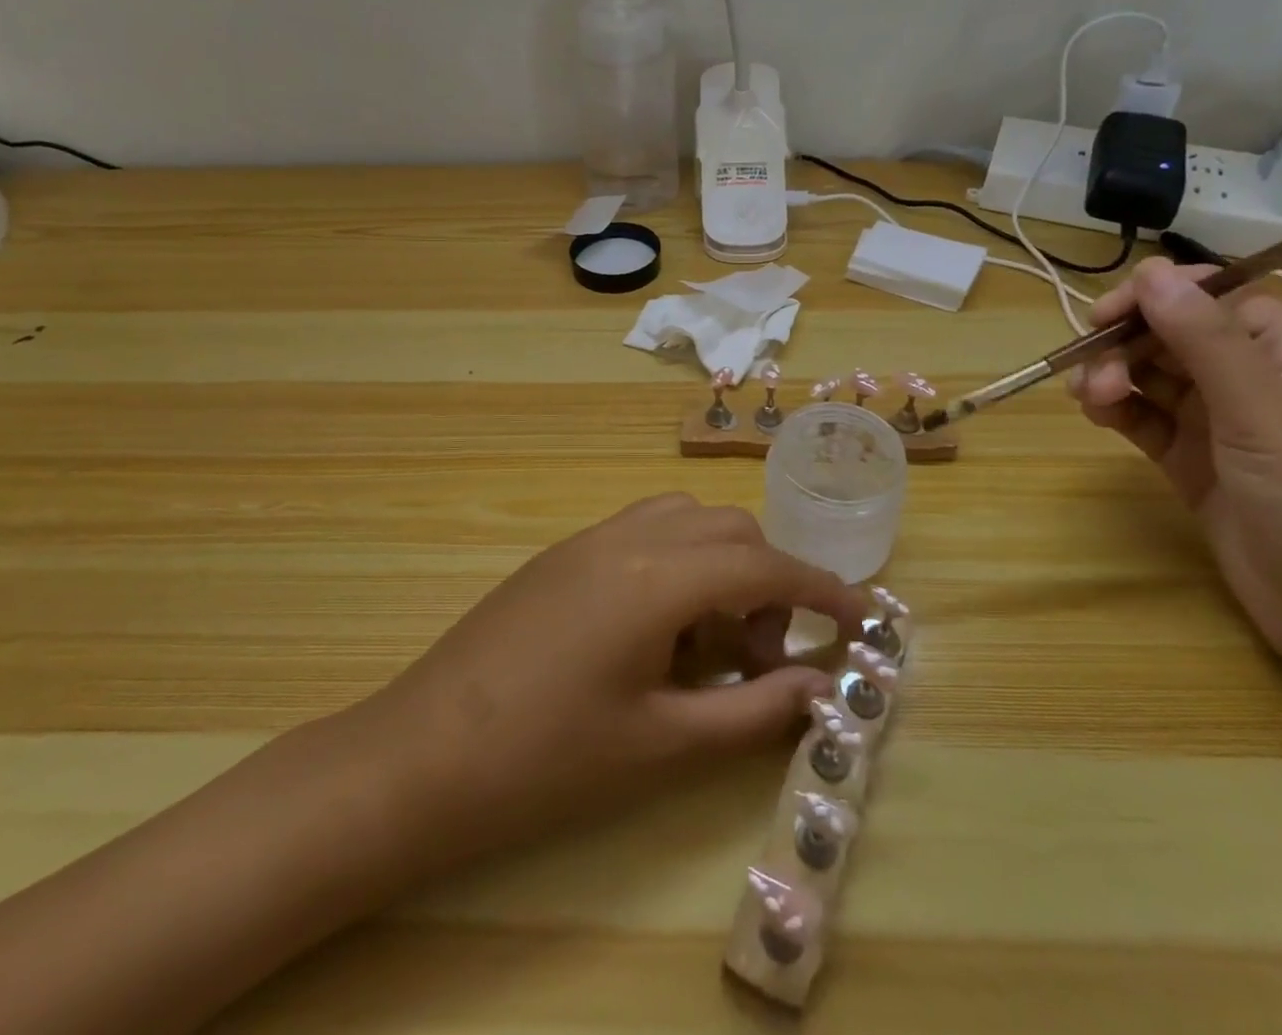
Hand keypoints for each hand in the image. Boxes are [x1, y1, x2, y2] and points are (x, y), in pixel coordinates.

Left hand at [334, 494, 871, 869]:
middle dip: (765, 580)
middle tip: (760, 655)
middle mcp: (626, 537)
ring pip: (684, 521)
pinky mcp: (561, 555)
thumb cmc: (547, 759)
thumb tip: (820, 687)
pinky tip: (658, 631)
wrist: (420, 754)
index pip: (762, 565)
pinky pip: (642, 533)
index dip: (820, 589)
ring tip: (708, 642)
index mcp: (655, 577)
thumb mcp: (661, 744)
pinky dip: (675, 564)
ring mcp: (587, 540)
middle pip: (727, 530)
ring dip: (718, 565)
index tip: (861, 616)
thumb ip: (751, 710)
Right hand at [1067, 257, 1281, 678]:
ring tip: (1091, 400)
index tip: (1109, 313)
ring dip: (1113, 377)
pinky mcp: (1192, 464)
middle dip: (1128, 345)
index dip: (1162, 297)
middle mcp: (1254, 383)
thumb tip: (1152, 271)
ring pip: (1152, 377)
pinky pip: (1144, 420)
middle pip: (1174, 337)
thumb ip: (1204, 341)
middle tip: (1091, 370)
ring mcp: (1221, 426)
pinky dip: (1116, 410)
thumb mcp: (1263, 414)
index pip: (1217, 300)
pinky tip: (1096, 413)